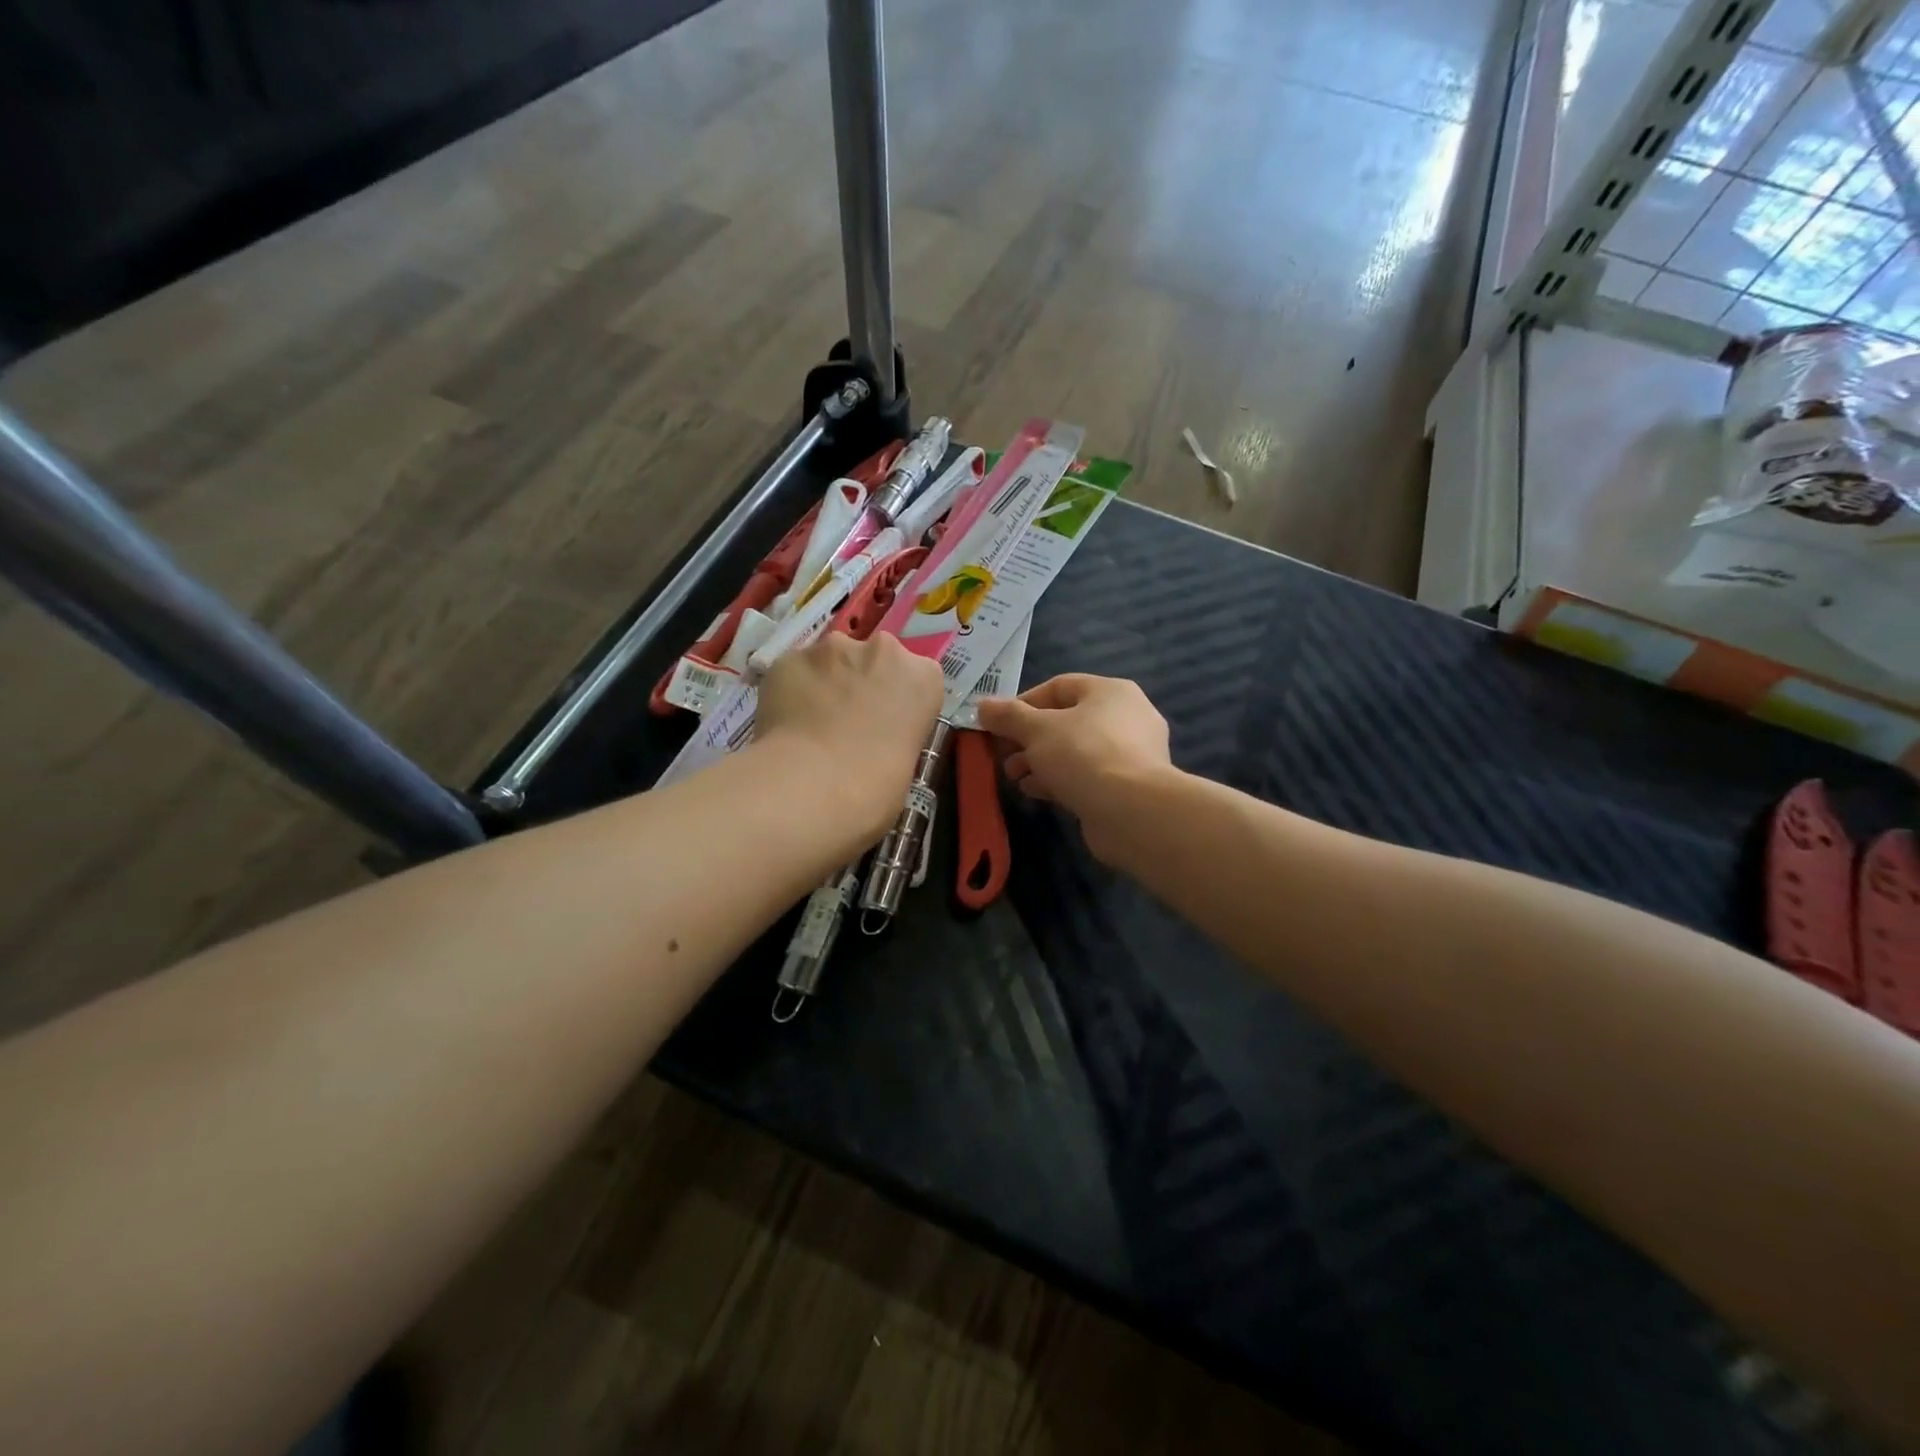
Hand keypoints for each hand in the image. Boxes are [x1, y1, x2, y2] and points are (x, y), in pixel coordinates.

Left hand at [756, 631, 943, 841]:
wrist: (814, 787)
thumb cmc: (877, 790)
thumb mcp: (907, 763)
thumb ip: (895, 734)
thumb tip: (873, 739)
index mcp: (923, 677)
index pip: (917, 678)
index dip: (898, 701)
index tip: (886, 726)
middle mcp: (882, 650)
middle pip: (874, 659)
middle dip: (862, 683)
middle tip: (847, 724)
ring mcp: (831, 650)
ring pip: (829, 661)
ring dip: (825, 684)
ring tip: (810, 726)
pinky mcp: (789, 658)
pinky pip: (793, 673)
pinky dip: (790, 692)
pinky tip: (785, 725)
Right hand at [974, 674, 1173, 860]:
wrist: (1132, 812)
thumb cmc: (1083, 755)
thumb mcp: (1036, 730)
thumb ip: (1008, 716)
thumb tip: (982, 706)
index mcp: (1110, 692)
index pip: (1059, 687)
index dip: (1023, 703)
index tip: (997, 724)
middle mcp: (1126, 717)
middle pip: (1066, 720)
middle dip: (1028, 738)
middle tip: (1002, 755)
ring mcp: (1131, 754)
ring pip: (1075, 750)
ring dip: (1040, 761)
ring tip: (1014, 777)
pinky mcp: (1128, 786)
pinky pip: (1087, 775)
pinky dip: (1059, 780)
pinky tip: (1035, 792)